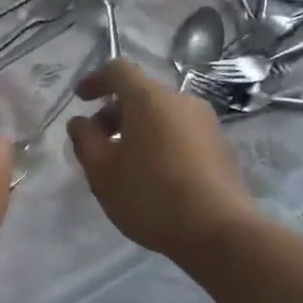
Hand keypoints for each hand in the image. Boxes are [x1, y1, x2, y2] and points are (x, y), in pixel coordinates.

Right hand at [67, 59, 258, 259]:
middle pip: (142, 95)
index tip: (80, 100)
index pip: (118, 70)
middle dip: (115, 114)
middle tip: (98, 145)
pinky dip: (162, 144)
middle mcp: (182, 101)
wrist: (219, 231)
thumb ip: (85, 140)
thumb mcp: (103, 172)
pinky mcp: (222, 148)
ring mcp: (207, 124)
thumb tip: (81, 122)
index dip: (95, 80)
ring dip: (139, 131)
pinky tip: (156, 177)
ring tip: (126, 165)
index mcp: (150, 99)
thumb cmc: (151, 195)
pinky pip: (182, 134)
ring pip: (163, 116)